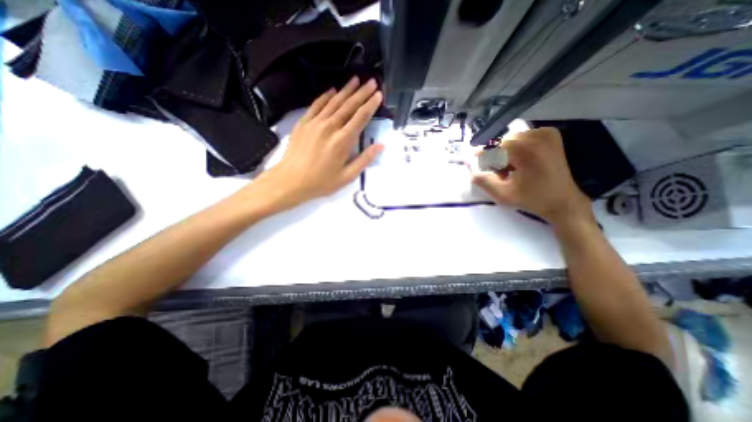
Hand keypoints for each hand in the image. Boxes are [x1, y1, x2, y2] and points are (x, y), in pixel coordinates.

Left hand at [251, 78, 382, 212]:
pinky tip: (333, 90)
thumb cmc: (321, 182)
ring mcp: (315, 123)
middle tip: (372, 81)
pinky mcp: (304, 123)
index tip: (379, 94)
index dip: (371, 105)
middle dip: (362, 93)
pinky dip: (326, 96)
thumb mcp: (347, 176)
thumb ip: (365, 159)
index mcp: (343, 141)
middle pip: (349, 106)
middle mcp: (330, 127)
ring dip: (346, 90)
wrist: (291, 180)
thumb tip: (381, 145)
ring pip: (334, 102)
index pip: (360, 117)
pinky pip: (317, 105)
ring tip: (356, 79)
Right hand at [469, 127, 593, 227]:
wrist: (563, 201)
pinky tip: (521, 163)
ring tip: (511, 170)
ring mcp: (546, 134)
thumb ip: (483, 181)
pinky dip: (516, 149)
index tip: (470, 158)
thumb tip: (469, 167)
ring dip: (505, 153)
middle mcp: (538, 137)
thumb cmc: (532, 200)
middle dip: (496, 157)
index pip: (495, 147)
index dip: (482, 154)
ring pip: (511, 140)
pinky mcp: (550, 135)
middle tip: (500, 174)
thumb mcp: (502, 195)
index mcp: (527, 151)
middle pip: (503, 142)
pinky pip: (522, 138)